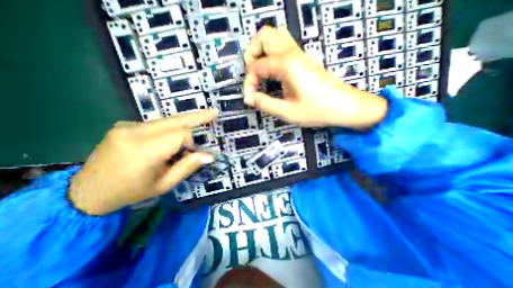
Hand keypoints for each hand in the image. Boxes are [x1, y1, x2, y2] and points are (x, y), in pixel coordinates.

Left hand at [69, 111, 217, 215]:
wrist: (86, 192)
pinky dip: (169, 130)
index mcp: (144, 151)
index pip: (180, 134)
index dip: (190, 143)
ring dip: (182, 127)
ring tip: (190, 137)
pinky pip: (157, 124)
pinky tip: (166, 142)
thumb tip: (210, 156)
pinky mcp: (124, 125)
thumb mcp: (164, 185)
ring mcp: (126, 126)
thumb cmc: (130, 192)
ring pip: (167, 120)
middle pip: (175, 120)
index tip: (189, 154)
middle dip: (197, 116)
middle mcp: (134, 133)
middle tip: (214, 112)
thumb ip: (188, 167)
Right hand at [242, 26, 386, 128]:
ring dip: (261, 51)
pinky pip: (282, 45)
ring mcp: (299, 53)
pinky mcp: (303, 59)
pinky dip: (271, 54)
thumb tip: (249, 98)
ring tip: (260, 72)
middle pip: (264, 36)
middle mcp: (292, 52)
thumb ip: (265, 103)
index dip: (249, 82)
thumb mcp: (288, 111)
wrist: (344, 106)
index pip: (256, 66)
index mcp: (287, 65)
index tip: (250, 98)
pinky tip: (272, 73)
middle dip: (251, 55)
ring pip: (274, 36)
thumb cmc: (317, 110)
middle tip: (252, 76)